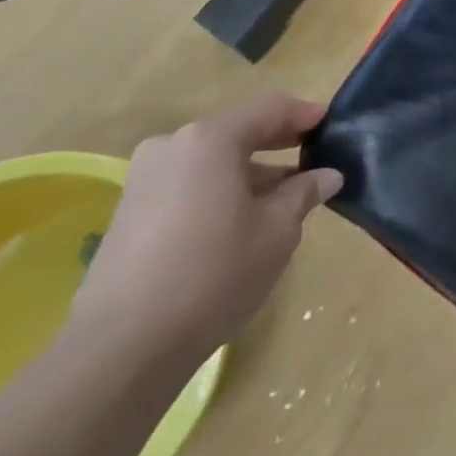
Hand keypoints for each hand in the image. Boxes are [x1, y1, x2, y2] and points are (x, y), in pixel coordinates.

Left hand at [73, 92, 341, 363]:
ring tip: (282, 198)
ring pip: (211, 161)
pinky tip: (241, 220)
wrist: (123, 345)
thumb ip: (303, 193)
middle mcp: (173, 146)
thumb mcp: (277, 231)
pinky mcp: (129, 212)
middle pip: (237, 132)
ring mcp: (144, 179)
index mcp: (211, 140)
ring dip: (249, 172)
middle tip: (313, 157)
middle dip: (277, 143)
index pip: (270, 109)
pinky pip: (188, 184)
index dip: (305, 114)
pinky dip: (219, 190)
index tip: (332, 124)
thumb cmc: (215, 273)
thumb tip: (327, 176)